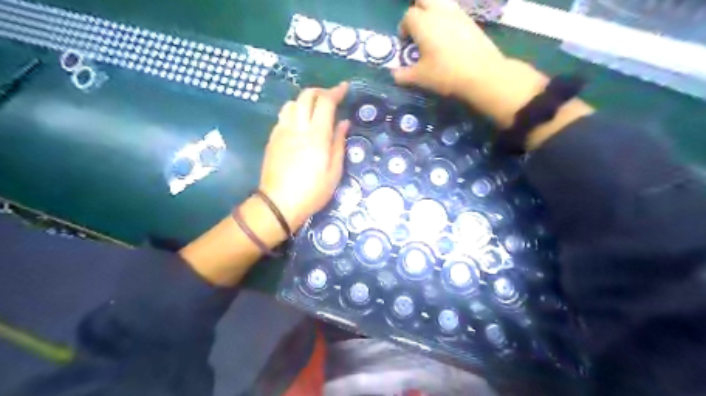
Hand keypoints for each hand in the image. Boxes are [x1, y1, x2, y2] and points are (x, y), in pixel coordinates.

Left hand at [258, 84, 348, 232]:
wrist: (279, 204)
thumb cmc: (313, 191)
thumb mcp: (334, 171)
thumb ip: (339, 143)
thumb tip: (344, 123)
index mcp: (316, 135)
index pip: (325, 102)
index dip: (336, 91)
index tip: (344, 88)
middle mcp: (297, 127)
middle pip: (306, 95)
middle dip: (320, 91)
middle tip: (331, 98)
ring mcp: (282, 131)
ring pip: (292, 103)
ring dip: (305, 100)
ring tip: (315, 110)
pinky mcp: (273, 138)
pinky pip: (283, 116)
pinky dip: (294, 112)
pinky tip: (300, 124)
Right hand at [397, 0, 507, 96]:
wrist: (481, 74)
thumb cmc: (445, 74)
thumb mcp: (420, 78)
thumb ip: (403, 75)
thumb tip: (393, 75)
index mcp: (423, 23)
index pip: (408, 17)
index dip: (403, 28)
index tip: (405, 42)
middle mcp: (439, 12)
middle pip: (424, 0)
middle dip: (417, 10)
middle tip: (417, 29)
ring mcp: (457, 13)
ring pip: (441, 1)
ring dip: (432, 10)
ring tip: (432, 30)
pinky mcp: (470, 20)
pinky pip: (454, 11)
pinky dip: (447, 17)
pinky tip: (448, 36)